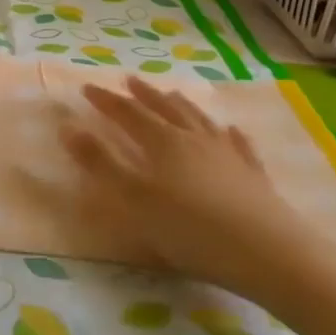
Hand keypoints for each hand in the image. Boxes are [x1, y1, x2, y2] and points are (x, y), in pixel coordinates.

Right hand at [61, 75, 300, 295]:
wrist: (268, 254)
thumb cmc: (190, 229)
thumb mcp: (133, 199)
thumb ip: (99, 163)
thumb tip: (67, 127)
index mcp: (162, 142)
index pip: (128, 113)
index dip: (106, 101)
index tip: (87, 88)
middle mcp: (194, 139)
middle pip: (165, 109)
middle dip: (144, 95)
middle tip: (129, 81)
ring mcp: (227, 155)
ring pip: (199, 120)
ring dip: (181, 105)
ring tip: (171, 95)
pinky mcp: (253, 176)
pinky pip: (238, 145)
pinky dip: (230, 134)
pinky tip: (230, 130)